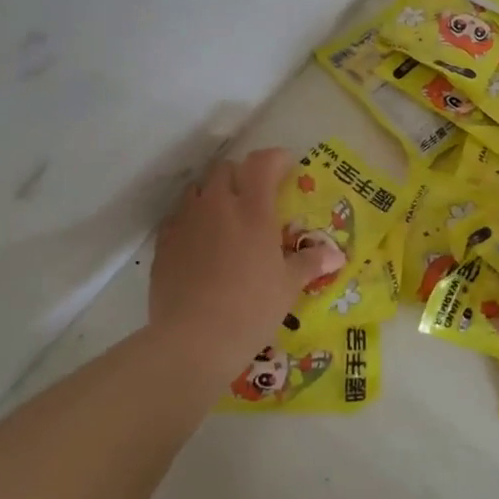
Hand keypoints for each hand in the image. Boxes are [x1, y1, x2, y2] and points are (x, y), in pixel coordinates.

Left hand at [149, 148, 332, 379]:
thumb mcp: (288, 287)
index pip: (262, 163)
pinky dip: (191, 219)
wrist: (194, 339)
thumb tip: (334, 254)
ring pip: (197, 189)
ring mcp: (186, 222)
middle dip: (241, 175)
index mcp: (253, 211)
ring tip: (224, 218)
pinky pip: (178, 216)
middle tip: (255, 197)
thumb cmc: (251, 309)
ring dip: (213, 194)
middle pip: (225, 169)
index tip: (286, 167)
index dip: (275, 159)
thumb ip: (309, 262)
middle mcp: (217, 206)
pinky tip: (199, 243)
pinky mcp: (164, 242)